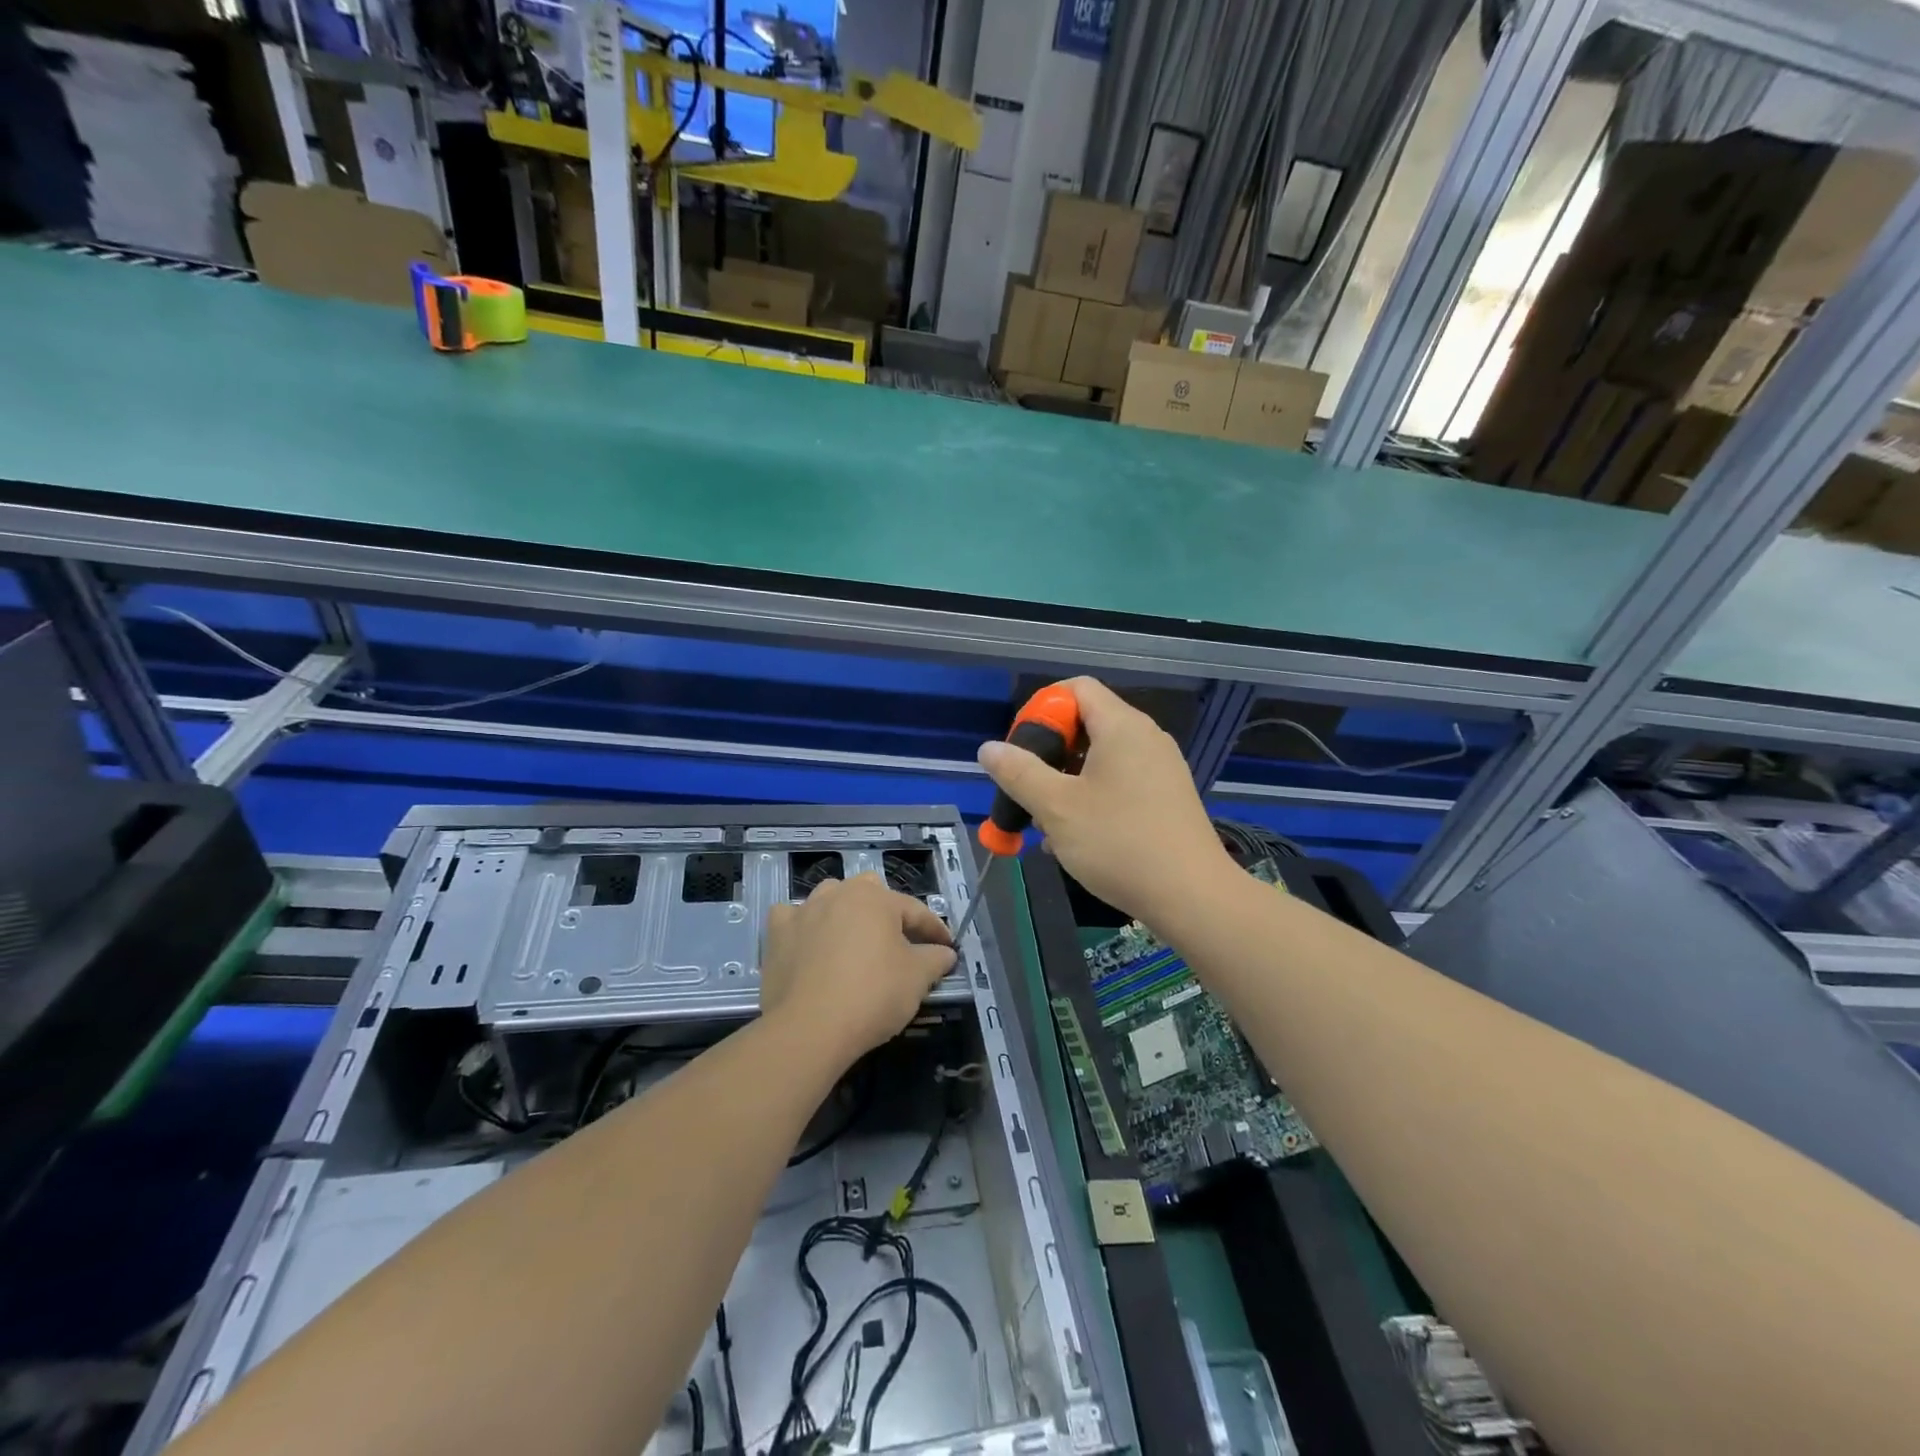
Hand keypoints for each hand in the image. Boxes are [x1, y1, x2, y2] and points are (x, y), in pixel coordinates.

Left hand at [760, 873, 956, 1065]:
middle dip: (887, 912)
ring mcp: (804, 911)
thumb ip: (935, 959)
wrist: (810, 1028)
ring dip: (844, 913)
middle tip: (900, 941)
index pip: (914, 910)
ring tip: (854, 939)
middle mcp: (839, 894)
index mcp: (876, 899)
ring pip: (830, 899)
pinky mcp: (777, 934)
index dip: (935, 929)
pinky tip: (808, 942)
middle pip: (870, 893)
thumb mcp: (917, 978)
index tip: (947, 947)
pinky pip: (792, 919)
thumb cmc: (873, 995)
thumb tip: (945, 953)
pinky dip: (803, 927)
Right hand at [977, 677, 1231, 924]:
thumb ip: (1019, 773)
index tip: (1022, 748)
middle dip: (1050, 753)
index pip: (1077, 688)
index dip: (1042, 709)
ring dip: (1066, 782)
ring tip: (1045, 822)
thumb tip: (989, 749)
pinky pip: (1120, 783)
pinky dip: (1092, 799)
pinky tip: (1074, 838)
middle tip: (1028, 788)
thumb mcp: (1057, 808)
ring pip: (1101, 759)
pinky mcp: (1166, 799)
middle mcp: (1145, 739)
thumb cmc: (1119, 843)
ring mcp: (1160, 769)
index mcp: (1122, 727)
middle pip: (1087, 723)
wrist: (1193, 897)